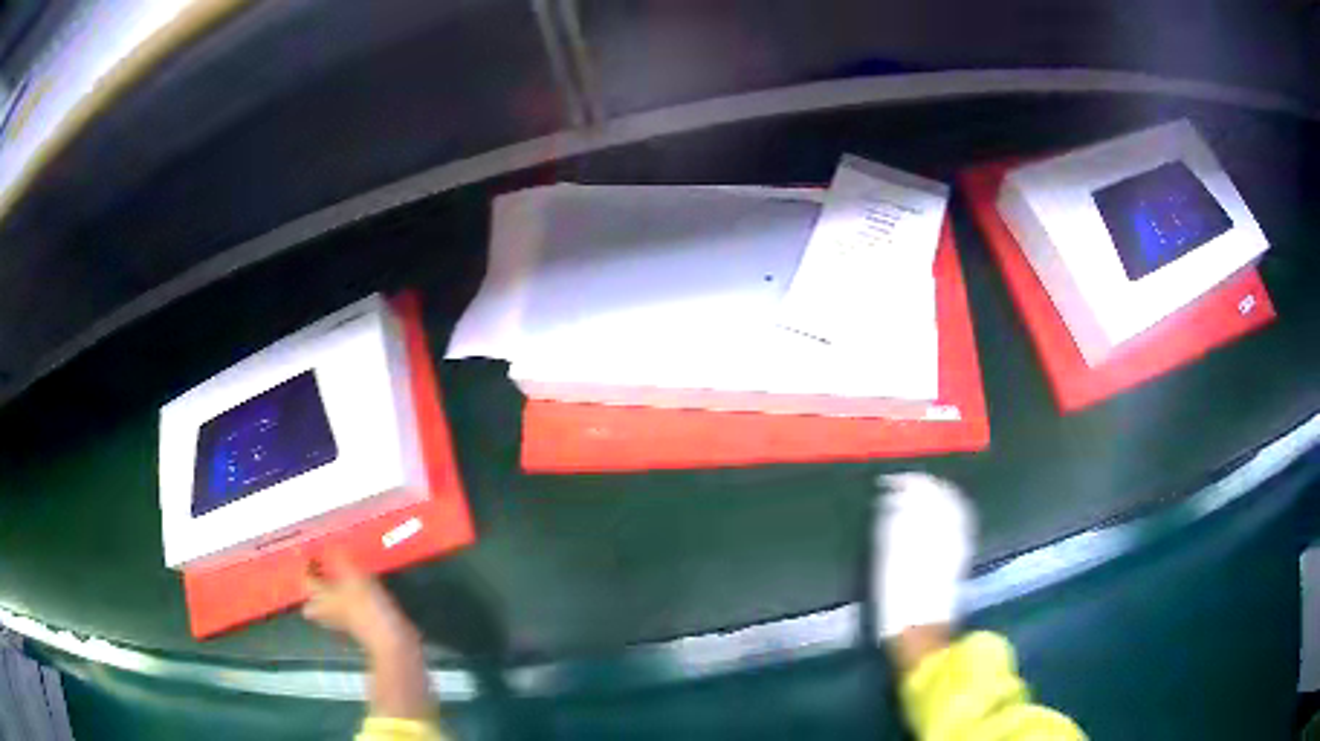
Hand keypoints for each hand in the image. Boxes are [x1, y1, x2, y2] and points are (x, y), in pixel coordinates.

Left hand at [303, 551, 417, 653]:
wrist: (393, 640)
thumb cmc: (369, 608)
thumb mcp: (355, 577)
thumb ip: (340, 559)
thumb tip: (328, 543)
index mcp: (323, 598)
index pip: (307, 581)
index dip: (307, 567)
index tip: (313, 554)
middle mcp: (330, 610)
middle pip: (313, 602)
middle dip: (315, 589)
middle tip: (322, 571)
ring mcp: (346, 620)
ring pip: (331, 606)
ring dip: (332, 594)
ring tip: (339, 579)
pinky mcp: (363, 624)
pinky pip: (349, 609)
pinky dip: (350, 600)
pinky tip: (361, 591)